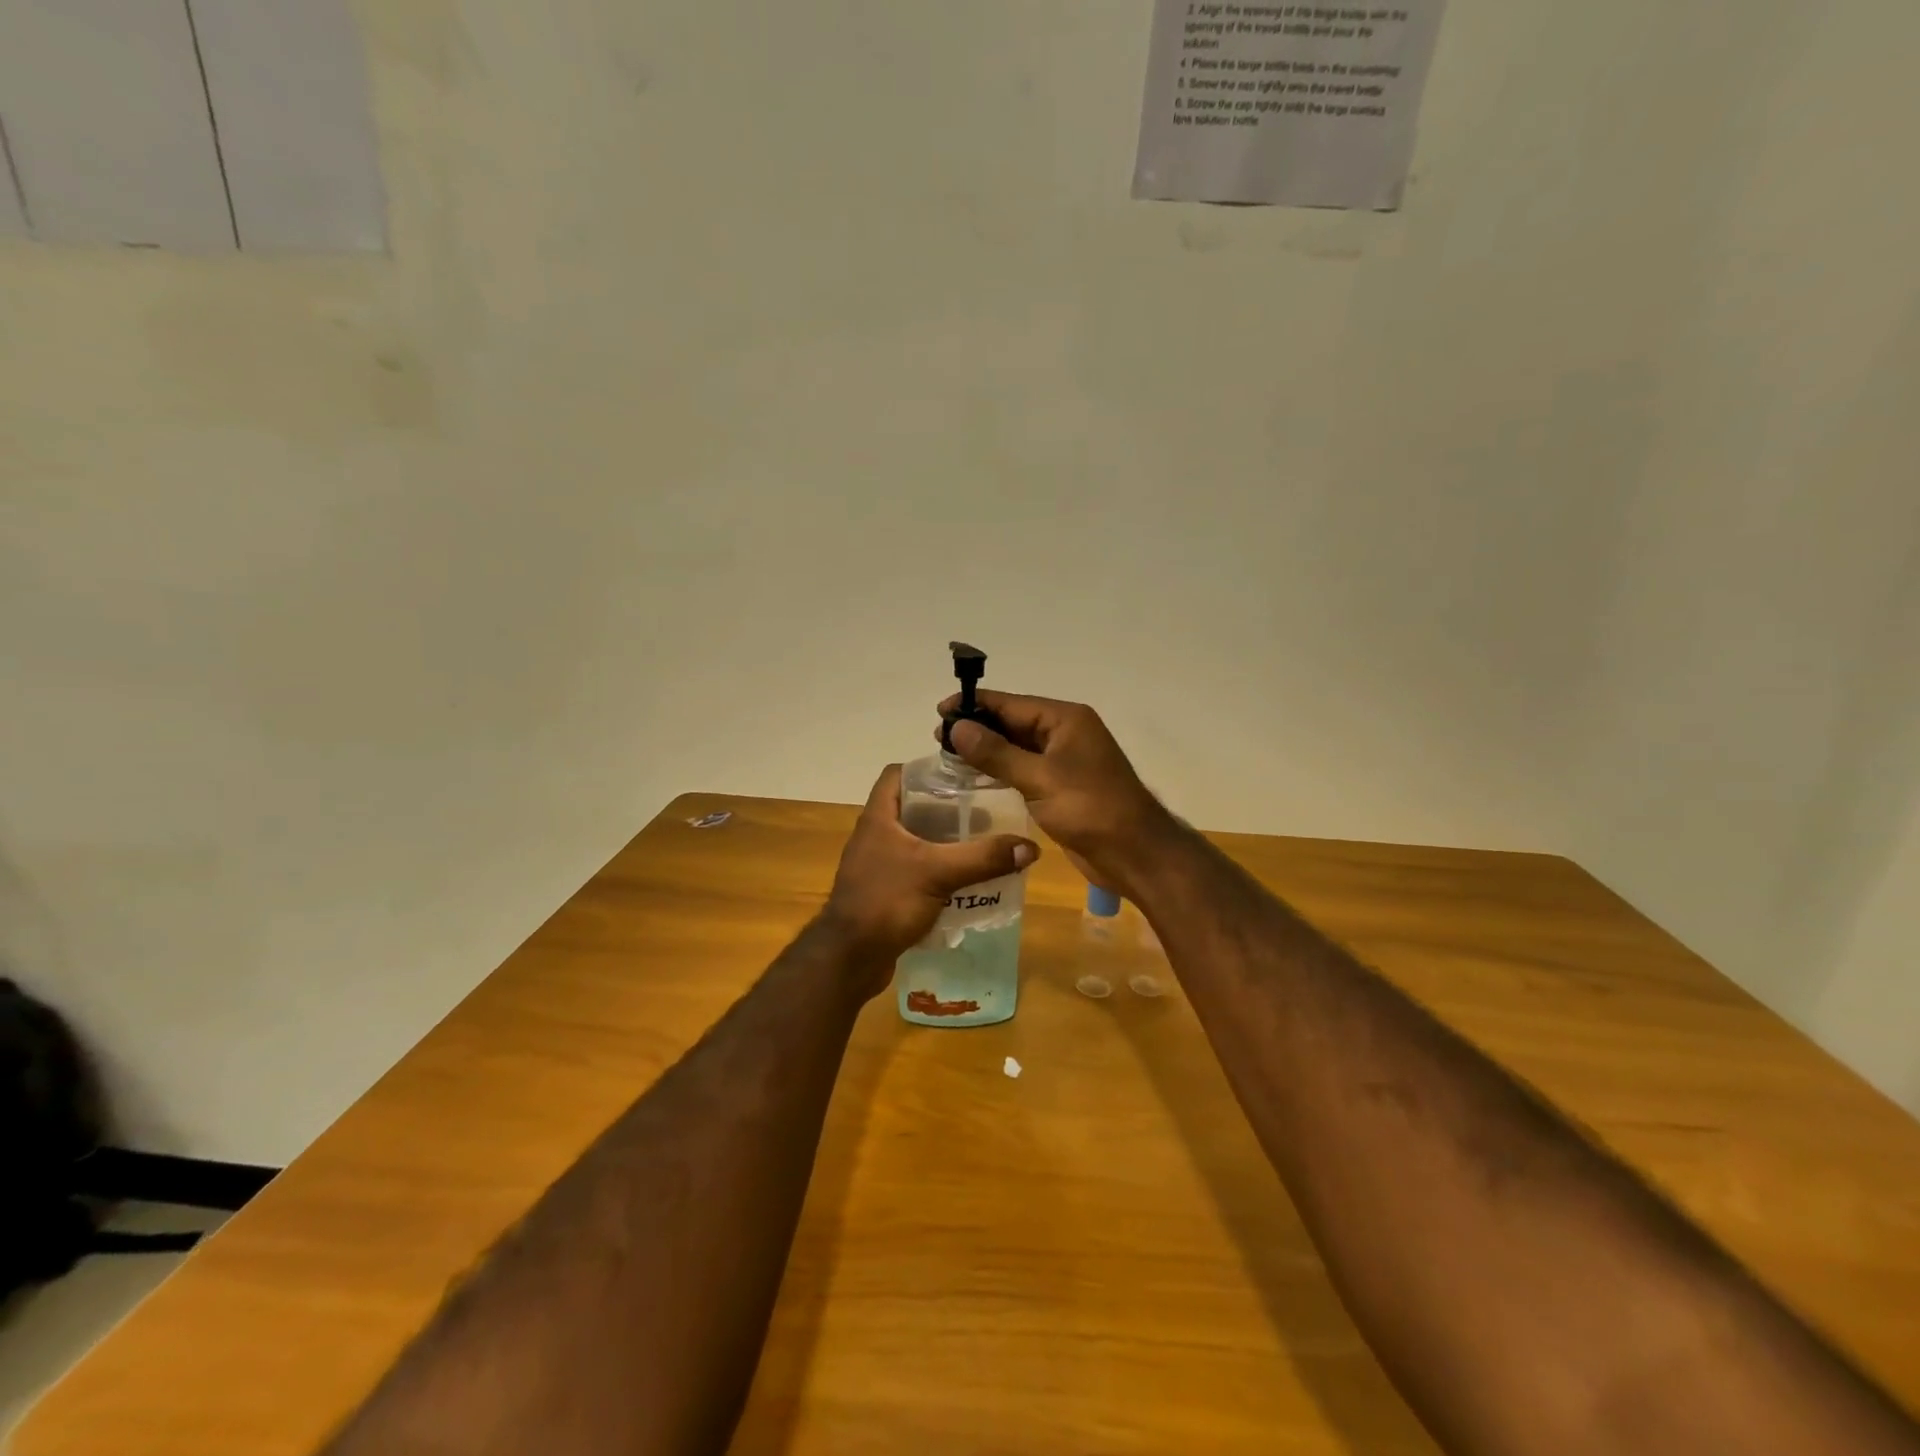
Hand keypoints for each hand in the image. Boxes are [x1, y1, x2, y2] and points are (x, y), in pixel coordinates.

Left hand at [821, 764, 1040, 996]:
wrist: (849, 959)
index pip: (897, 774)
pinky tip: (965, 881)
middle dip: (947, 808)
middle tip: (983, 811)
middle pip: (912, 808)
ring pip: (915, 842)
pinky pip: (915, 871)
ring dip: (944, 842)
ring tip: (982, 844)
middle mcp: (874, 836)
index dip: (926, 768)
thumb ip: (983, 858)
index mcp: (878, 818)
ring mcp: (877, 866)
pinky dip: (938, 871)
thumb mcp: (939, 873)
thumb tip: (1030, 847)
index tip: (961, 774)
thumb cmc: (886, 901)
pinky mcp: (884, 892)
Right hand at [937, 691, 1176, 900]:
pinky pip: (1024, 770)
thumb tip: (958, 727)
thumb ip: (996, 753)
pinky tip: (975, 778)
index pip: (1011, 703)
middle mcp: (1065, 734)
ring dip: (986, 750)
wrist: (1134, 854)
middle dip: (978, 728)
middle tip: (937, 738)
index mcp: (1065, 719)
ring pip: (1017, 748)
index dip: (975, 705)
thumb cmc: (1089, 809)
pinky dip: (1000, 771)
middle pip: (1013, 722)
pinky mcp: (1061, 787)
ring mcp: (1064, 761)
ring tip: (949, 756)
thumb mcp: (1039, 778)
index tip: (940, 710)